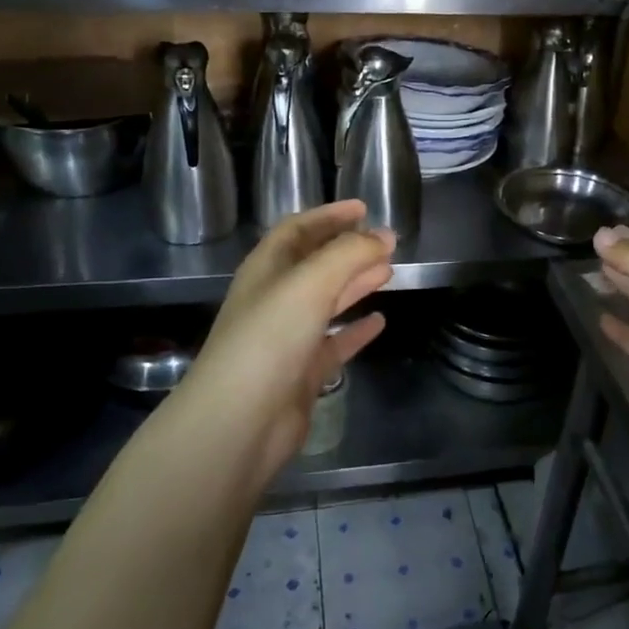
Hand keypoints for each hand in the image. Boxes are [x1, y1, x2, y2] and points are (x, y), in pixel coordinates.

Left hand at [177, 201, 394, 472]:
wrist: (240, 420)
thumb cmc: (270, 338)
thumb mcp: (311, 282)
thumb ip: (350, 254)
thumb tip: (384, 236)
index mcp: (266, 269)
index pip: (298, 229)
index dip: (329, 215)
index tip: (364, 207)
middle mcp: (274, 298)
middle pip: (315, 264)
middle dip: (349, 249)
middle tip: (386, 242)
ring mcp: (287, 338)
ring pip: (326, 301)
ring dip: (355, 284)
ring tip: (388, 271)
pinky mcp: (301, 373)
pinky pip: (334, 342)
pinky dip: (356, 330)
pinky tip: (379, 322)